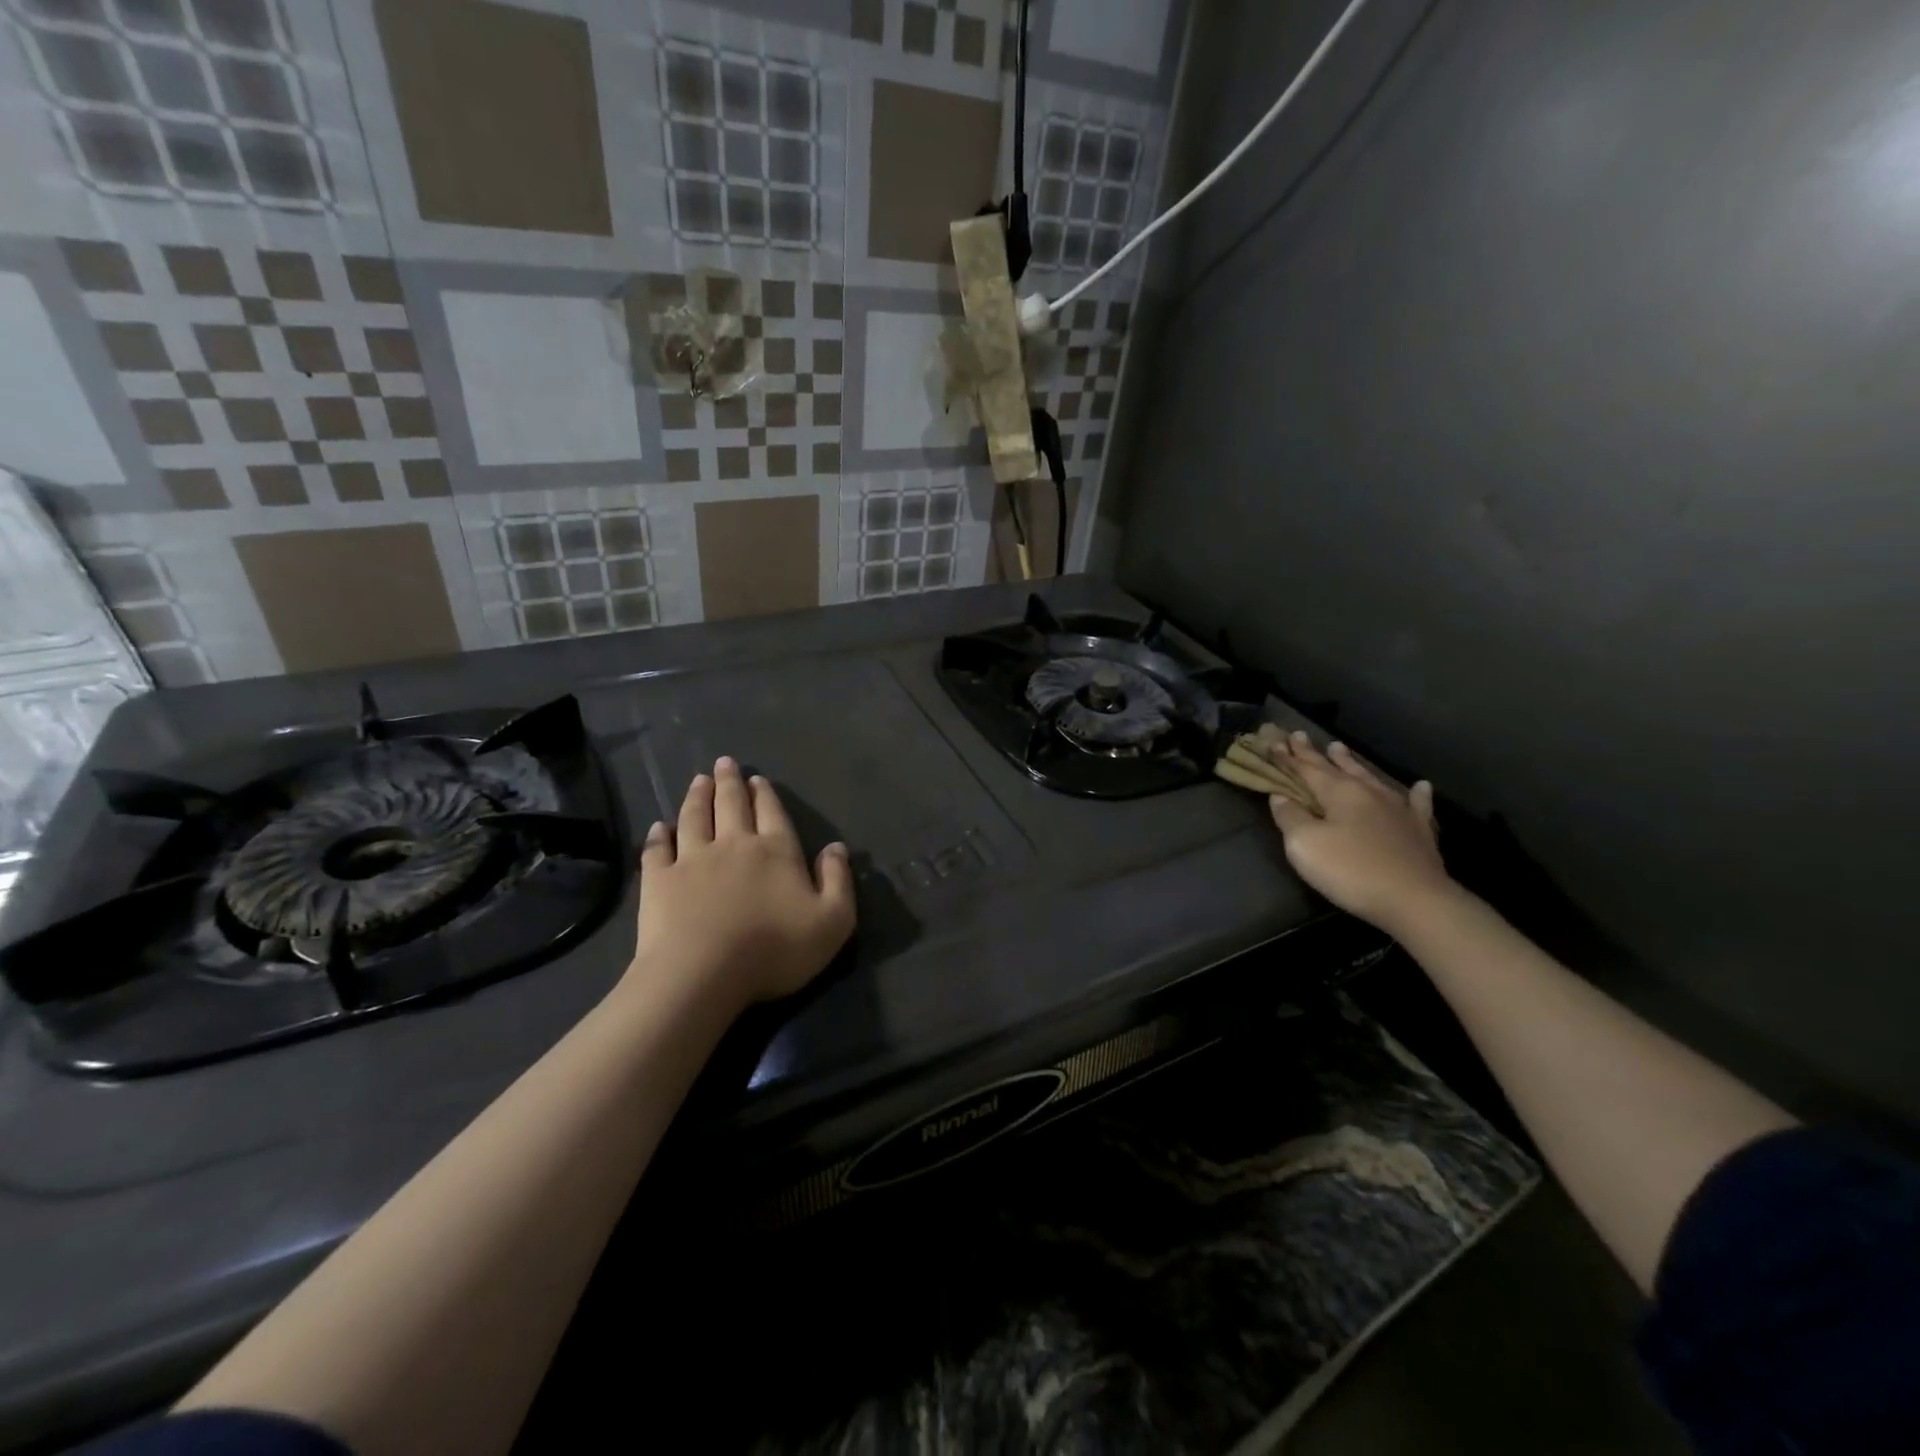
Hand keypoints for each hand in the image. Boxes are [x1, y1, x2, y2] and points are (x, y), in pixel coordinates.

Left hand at [630, 757, 855, 1008]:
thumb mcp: (832, 921)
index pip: (772, 813)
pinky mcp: (659, 880)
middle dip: (730, 782)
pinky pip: (657, 850)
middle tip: (724, 763)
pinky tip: (658, 827)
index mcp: (776, 851)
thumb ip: (838, 881)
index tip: (757, 778)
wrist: (703, 973)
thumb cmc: (774, 948)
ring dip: (697, 797)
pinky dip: (658, 836)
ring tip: (698, 780)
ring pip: (695, 818)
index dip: (766, 795)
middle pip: (732, 805)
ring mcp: (692, 859)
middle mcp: (734, 844)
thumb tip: (836, 848)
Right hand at [1265, 731, 1454, 930]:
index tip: (1275, 742)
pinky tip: (1420, 786)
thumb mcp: (1304, 844)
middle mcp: (1368, 792)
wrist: (1414, 899)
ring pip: (1370, 778)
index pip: (1306, 769)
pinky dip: (1415, 794)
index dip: (1288, 757)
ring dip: (1352, 763)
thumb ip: (1290, 817)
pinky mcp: (1419, 830)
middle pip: (1336, 767)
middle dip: (1315, 753)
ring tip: (1339, 748)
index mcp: (1339, 792)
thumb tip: (1281, 797)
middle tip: (1300, 735)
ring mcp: (1398, 809)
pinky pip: (1417, 804)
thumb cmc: (1350, 869)